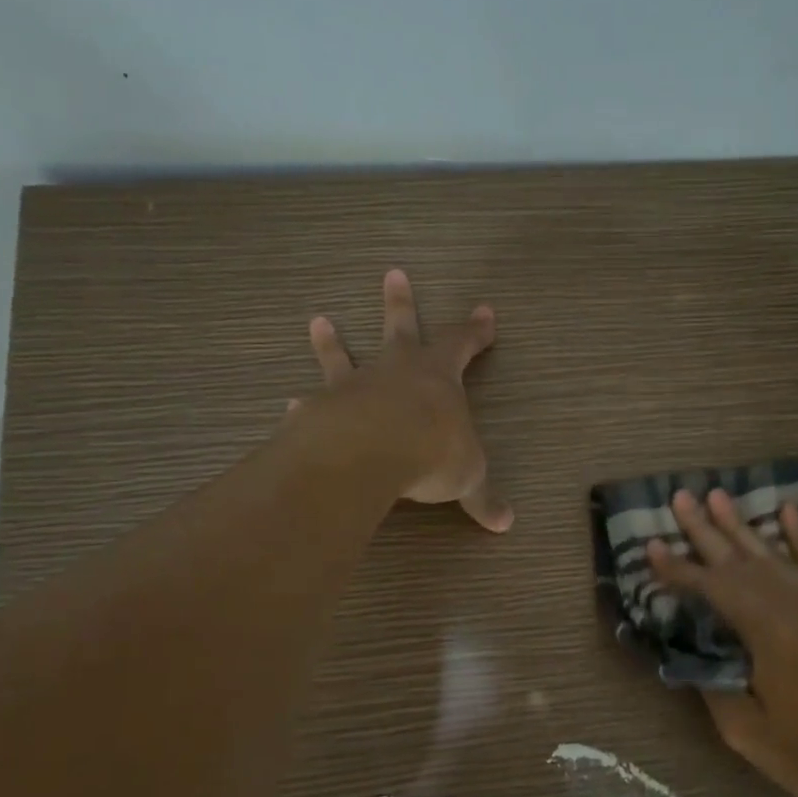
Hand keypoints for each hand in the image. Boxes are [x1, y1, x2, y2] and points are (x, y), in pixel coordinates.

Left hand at [296, 269, 512, 532]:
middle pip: (401, 328)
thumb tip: (506, 523)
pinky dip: (304, 404)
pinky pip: (312, 402)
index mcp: (439, 377)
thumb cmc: (431, 453)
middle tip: (393, 273)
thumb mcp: (467, 478)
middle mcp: (396, 371)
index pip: (462, 344)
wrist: (369, 453)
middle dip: (401, 302)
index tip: (485, 311)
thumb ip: (482, 497)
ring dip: (333, 341)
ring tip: (318, 320)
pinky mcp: (321, 408)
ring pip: (344, 355)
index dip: (475, 331)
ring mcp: (355, 386)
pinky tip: (290, 403)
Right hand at [648, 488, 797, 796]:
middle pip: (739, 558)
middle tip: (680, 497)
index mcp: (767, 630)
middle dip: (705, 529)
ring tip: (718, 495)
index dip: (678, 569)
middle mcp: (794, 601)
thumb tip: (697, 655)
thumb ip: (715, 686)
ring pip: (774, 552)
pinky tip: (786, 510)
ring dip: (742, 524)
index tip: (651, 546)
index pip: (712, 588)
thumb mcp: (748, 732)